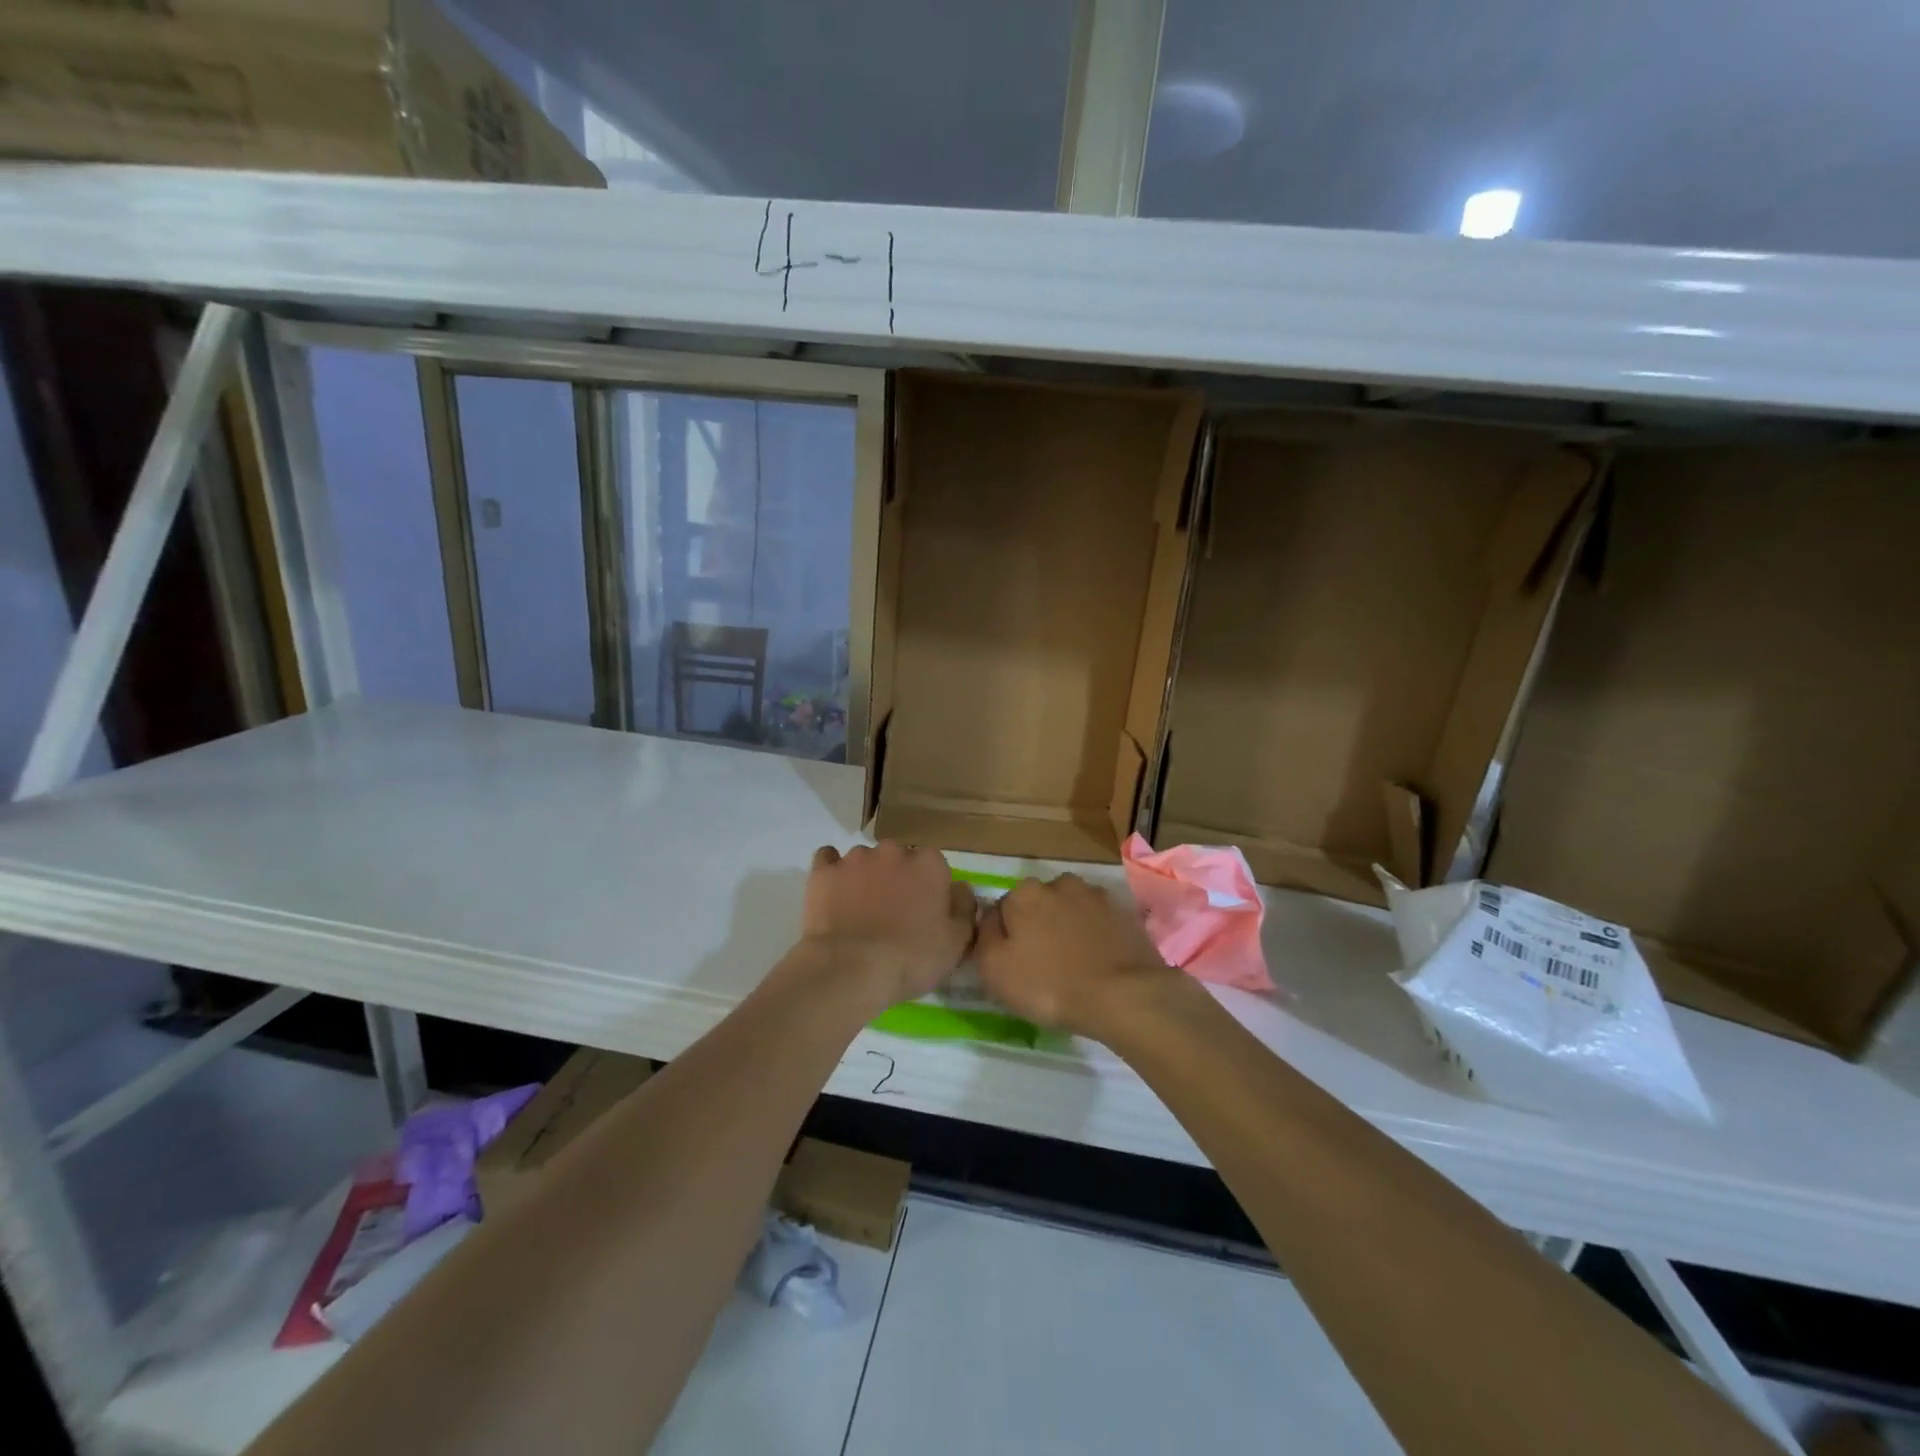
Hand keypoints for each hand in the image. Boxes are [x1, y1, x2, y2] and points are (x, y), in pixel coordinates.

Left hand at [799, 842, 976, 1007]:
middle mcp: (894, 851)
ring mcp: (855, 858)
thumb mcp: (956, 942)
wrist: (851, 968)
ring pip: (866, 860)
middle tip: (893, 913)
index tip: (925, 912)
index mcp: (929, 864)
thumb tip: (960, 889)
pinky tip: (834, 891)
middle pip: (899, 859)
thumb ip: (964, 908)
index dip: (930, 889)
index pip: (935, 866)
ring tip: (860, 910)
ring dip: (866, 877)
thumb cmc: (911, 957)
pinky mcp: (824, 871)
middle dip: (898, 879)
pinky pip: (828, 859)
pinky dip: (833, 872)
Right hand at [974, 874, 1176, 1037]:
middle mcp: (1060, 883)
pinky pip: (1100, 921)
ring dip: (1070, 927)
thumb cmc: (1049, 985)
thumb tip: (992, 918)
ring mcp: (1097, 895)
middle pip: (1040, 905)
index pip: (1004, 910)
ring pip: (1072, 909)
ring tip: (1076, 963)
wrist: (1123, 996)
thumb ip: (984, 935)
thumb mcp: (993, 969)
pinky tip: (1100, 960)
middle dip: (1040, 926)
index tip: (1015, 963)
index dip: (1007, 937)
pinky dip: (1097, 934)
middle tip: (1045, 965)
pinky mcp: (1125, 912)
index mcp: (1024, 892)